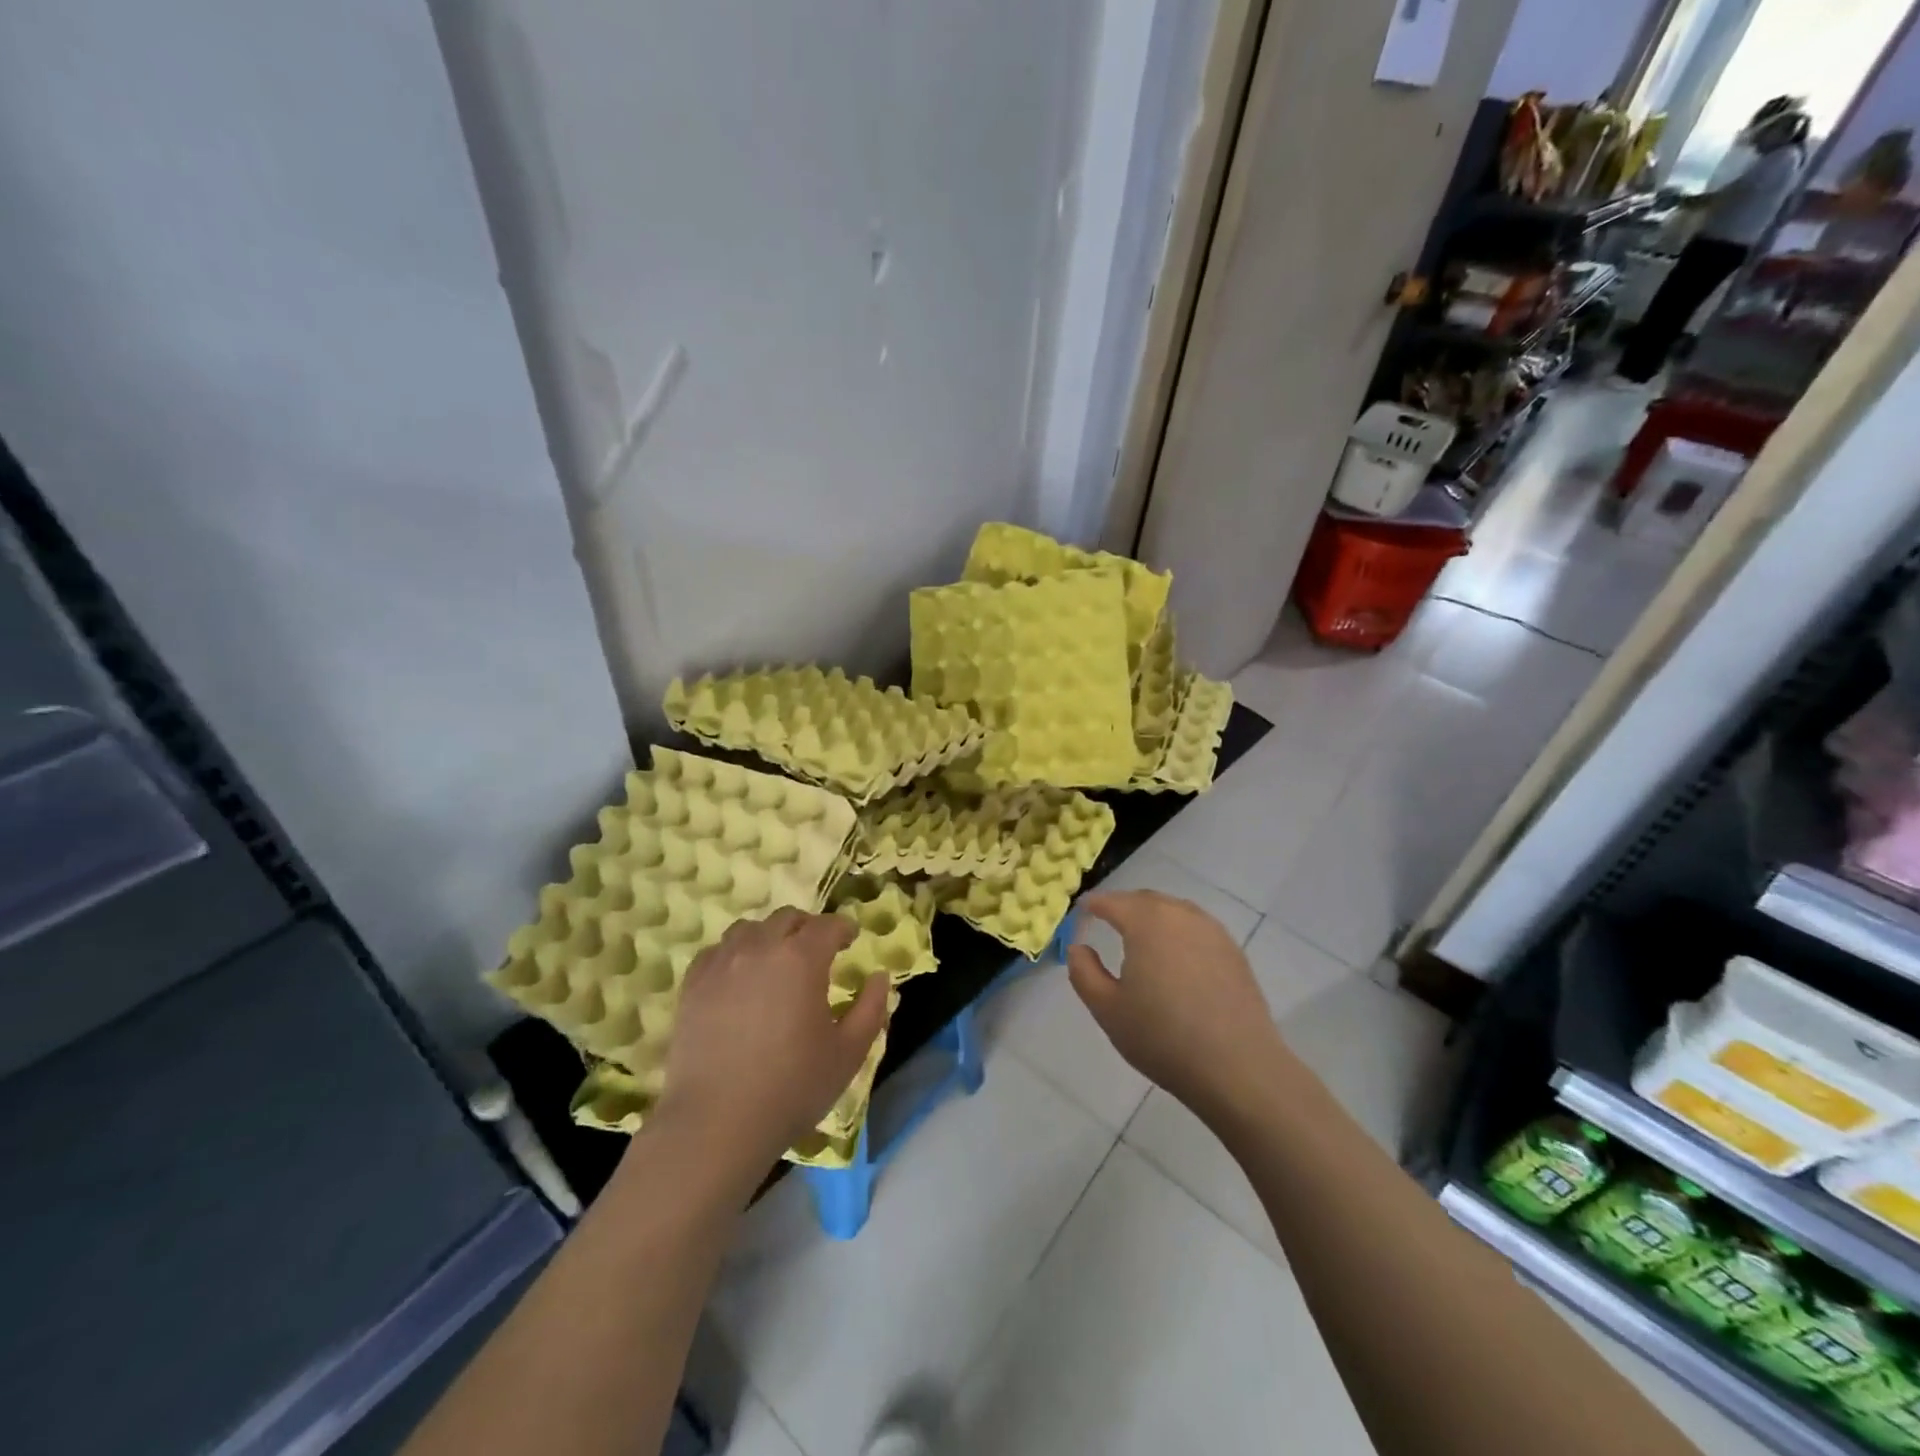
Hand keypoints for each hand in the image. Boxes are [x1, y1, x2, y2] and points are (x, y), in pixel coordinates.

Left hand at [649, 909, 888, 1183]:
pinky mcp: (693, 985)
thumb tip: (880, 977)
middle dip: (808, 928)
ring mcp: (722, 963)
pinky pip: (717, 951)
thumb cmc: (792, 1087)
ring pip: (749, 929)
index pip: (828, 925)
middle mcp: (760, 948)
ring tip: (776, 961)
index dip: (843, 928)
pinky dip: (735, 953)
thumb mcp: (848, 1053)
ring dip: (769, 936)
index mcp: (802, 958)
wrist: (716, 1123)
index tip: (850, 939)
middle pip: (787, 918)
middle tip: (817, 951)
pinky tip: (739, 978)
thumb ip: (871, 1008)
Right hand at [1068, 890, 1290, 1126]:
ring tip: (1141, 942)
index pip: (1111, 901)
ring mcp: (1212, 931)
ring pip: (1174, 911)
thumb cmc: (1163, 1036)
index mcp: (1147, 921)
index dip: (1092, 906)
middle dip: (1123, 907)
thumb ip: (1083, 971)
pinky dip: (1179, 934)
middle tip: (1107, 924)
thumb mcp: (1107, 1008)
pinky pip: (1197, 929)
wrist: (1237, 1068)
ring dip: (1153, 918)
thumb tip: (1078, 948)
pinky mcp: (1233, 952)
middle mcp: (1180, 915)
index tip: (1081, 914)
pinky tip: (1176, 962)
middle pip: (1145, 900)